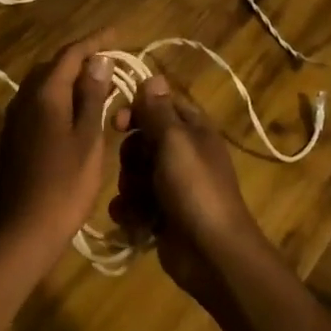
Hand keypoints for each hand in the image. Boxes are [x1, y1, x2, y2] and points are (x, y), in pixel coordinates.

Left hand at [0, 31, 120, 262]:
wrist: (22, 230)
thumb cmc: (64, 185)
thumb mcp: (88, 139)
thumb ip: (92, 96)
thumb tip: (98, 60)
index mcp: (45, 93)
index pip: (71, 54)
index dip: (94, 41)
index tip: (116, 33)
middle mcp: (24, 98)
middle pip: (53, 65)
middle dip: (81, 58)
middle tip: (110, 61)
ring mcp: (14, 118)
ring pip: (43, 84)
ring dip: (68, 79)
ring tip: (98, 84)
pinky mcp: (12, 137)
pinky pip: (37, 103)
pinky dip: (58, 98)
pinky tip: (75, 113)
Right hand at [111, 75, 271, 308]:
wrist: (212, 254)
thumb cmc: (195, 189)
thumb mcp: (175, 141)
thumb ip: (158, 110)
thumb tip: (153, 76)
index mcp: (193, 131)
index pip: (159, 106)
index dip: (136, 111)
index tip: (118, 123)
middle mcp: (183, 155)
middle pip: (141, 141)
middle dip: (130, 156)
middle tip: (136, 169)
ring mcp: (172, 187)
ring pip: (133, 174)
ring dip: (129, 188)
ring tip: (139, 203)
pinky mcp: (161, 216)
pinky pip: (133, 204)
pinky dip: (130, 212)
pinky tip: (133, 222)